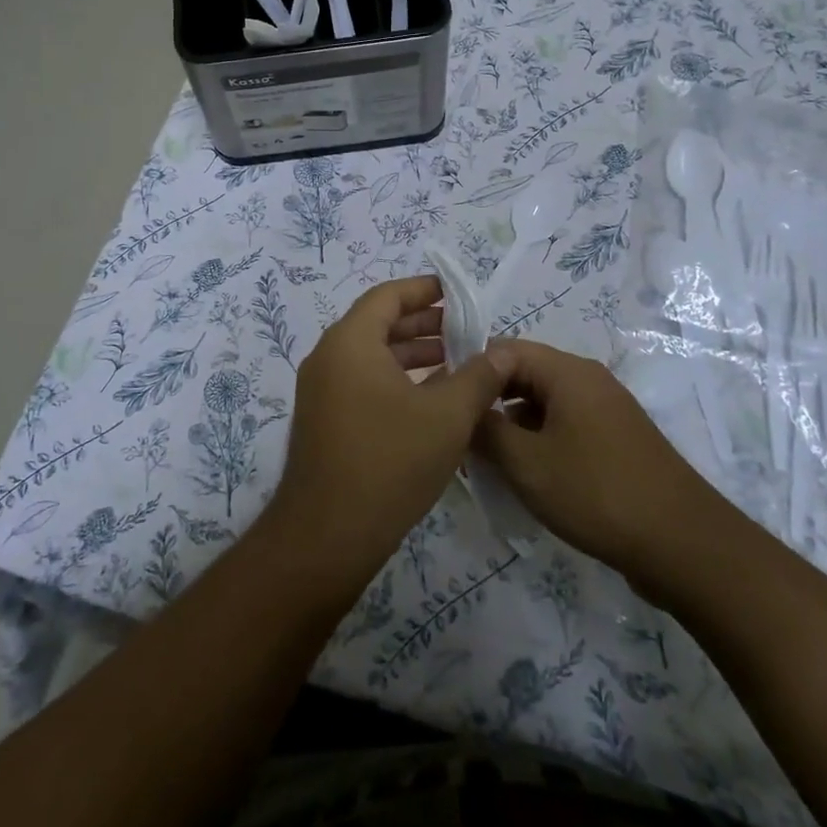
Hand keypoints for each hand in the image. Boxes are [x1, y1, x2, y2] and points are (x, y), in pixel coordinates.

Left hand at [270, 276, 511, 581]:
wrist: (327, 536)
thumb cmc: (390, 462)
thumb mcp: (446, 416)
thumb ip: (478, 377)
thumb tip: (504, 352)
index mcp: (350, 342)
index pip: (387, 296)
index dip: (424, 290)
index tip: (457, 293)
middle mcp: (329, 358)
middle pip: (378, 324)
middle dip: (423, 324)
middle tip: (465, 329)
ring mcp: (321, 391)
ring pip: (371, 356)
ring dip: (412, 355)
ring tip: (456, 362)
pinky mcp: (324, 420)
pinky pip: (362, 382)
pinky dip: (396, 380)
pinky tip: (431, 399)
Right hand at [473, 340, 713, 579]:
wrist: (682, 544)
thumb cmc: (596, 491)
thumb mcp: (526, 462)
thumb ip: (485, 430)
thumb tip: (464, 411)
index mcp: (567, 371)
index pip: (503, 350)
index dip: (470, 370)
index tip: (443, 400)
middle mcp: (588, 380)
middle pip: (523, 374)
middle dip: (489, 400)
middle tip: (458, 432)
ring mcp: (605, 409)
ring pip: (543, 402)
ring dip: (512, 424)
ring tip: (484, 457)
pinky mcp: (615, 439)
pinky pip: (564, 425)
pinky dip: (538, 439)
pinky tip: (524, 473)